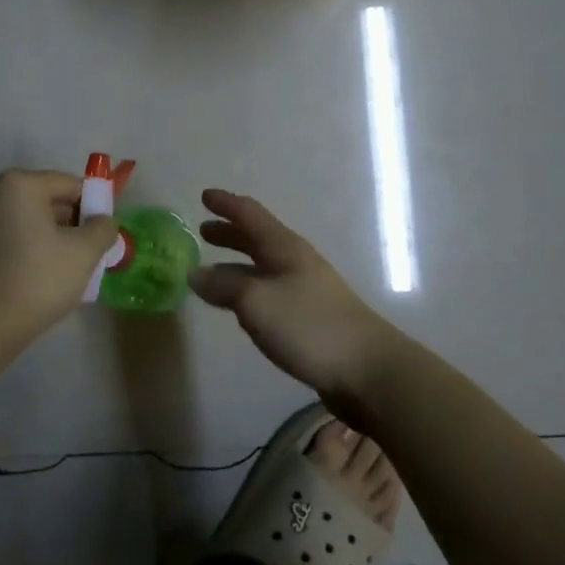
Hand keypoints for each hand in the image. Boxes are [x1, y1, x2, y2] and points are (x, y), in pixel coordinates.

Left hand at [0, 168, 118, 338]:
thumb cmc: (37, 278)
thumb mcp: (84, 252)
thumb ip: (102, 229)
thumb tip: (103, 221)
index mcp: (19, 184)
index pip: (69, 184)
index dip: (94, 205)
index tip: (105, 233)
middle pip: (45, 201)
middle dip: (71, 224)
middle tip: (90, 252)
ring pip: (26, 224)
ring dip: (50, 239)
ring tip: (68, 270)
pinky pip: (8, 242)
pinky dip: (26, 252)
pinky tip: (39, 280)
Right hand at [189, 189, 395, 404]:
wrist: (367, 369)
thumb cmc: (309, 325)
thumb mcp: (256, 301)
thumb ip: (223, 286)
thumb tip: (196, 274)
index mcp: (284, 247)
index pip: (250, 215)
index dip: (226, 204)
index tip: (204, 195)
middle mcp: (295, 262)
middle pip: (257, 239)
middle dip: (230, 233)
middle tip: (203, 231)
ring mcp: (304, 290)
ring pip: (262, 267)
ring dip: (236, 263)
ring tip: (211, 269)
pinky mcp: (308, 317)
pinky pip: (269, 292)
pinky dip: (247, 289)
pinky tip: (238, 306)